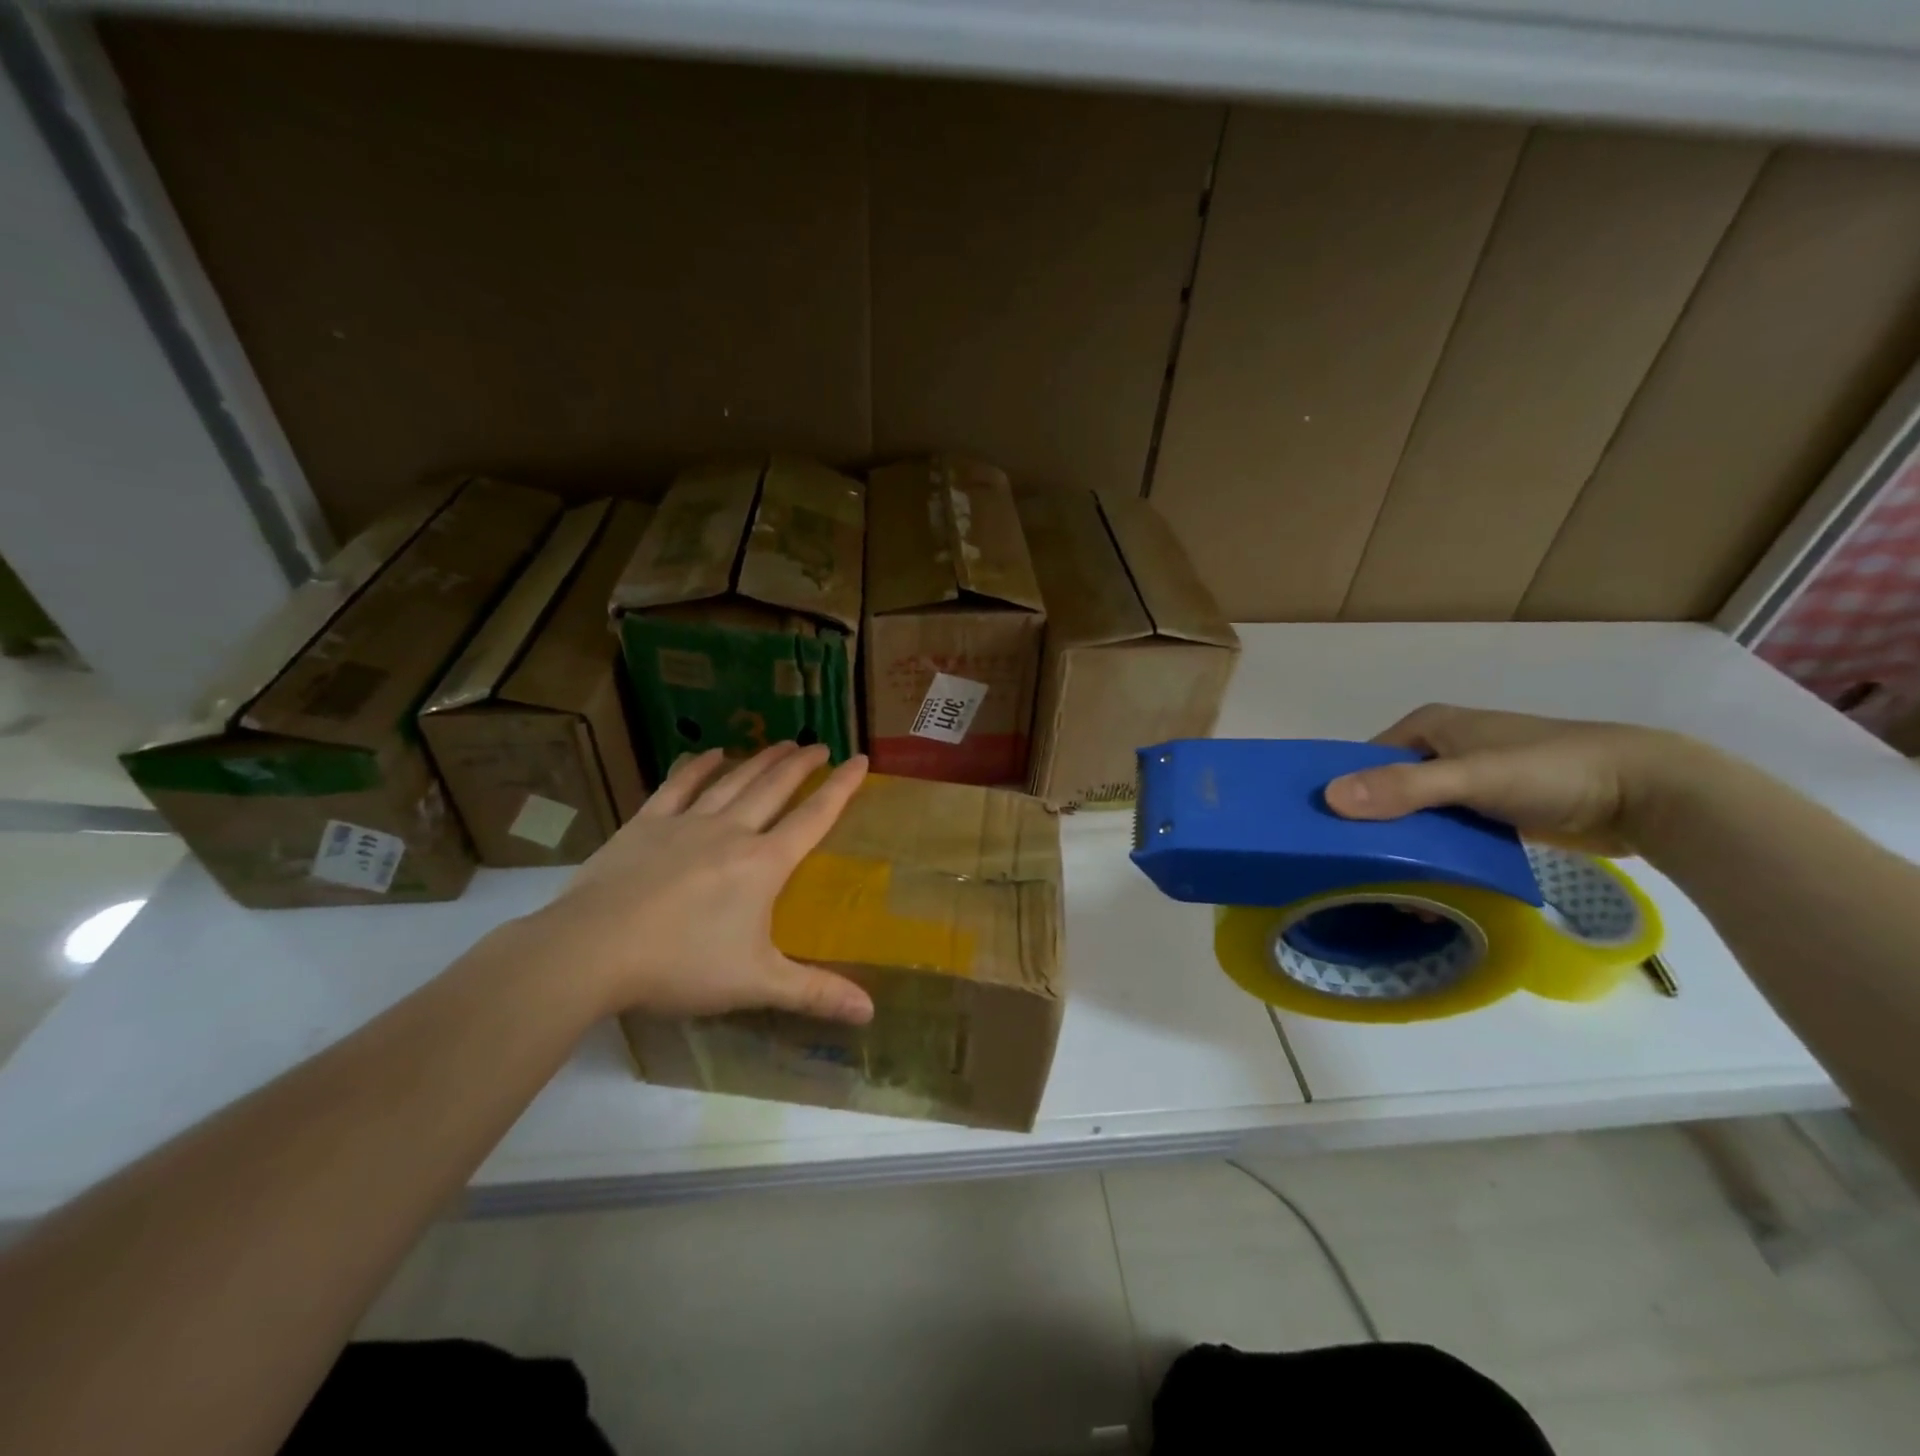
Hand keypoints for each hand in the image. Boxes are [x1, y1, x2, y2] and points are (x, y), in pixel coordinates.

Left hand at [518, 742, 874, 1024]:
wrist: (592, 950)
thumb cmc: (682, 965)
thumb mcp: (756, 984)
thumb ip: (816, 993)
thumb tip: (871, 1013)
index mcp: (763, 864)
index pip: (813, 818)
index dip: (840, 788)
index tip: (860, 759)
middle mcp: (731, 832)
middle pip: (774, 788)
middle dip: (802, 765)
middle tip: (820, 744)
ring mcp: (685, 824)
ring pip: (733, 781)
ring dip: (760, 759)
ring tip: (782, 742)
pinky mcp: (645, 825)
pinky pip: (678, 786)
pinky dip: (697, 767)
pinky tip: (710, 753)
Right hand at [1322, 704, 1691, 854]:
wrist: (1651, 795)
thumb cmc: (1553, 771)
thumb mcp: (1472, 778)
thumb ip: (1404, 788)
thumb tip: (1327, 799)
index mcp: (1427, 727)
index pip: (1363, 762)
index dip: (1342, 793)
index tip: (1323, 835)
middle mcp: (1442, 749)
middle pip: (1387, 791)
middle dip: (1372, 829)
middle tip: (1352, 870)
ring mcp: (1469, 781)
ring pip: (1417, 816)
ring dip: (1403, 848)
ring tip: (1386, 888)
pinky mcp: (1494, 811)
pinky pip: (1447, 833)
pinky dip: (1434, 856)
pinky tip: (1423, 886)